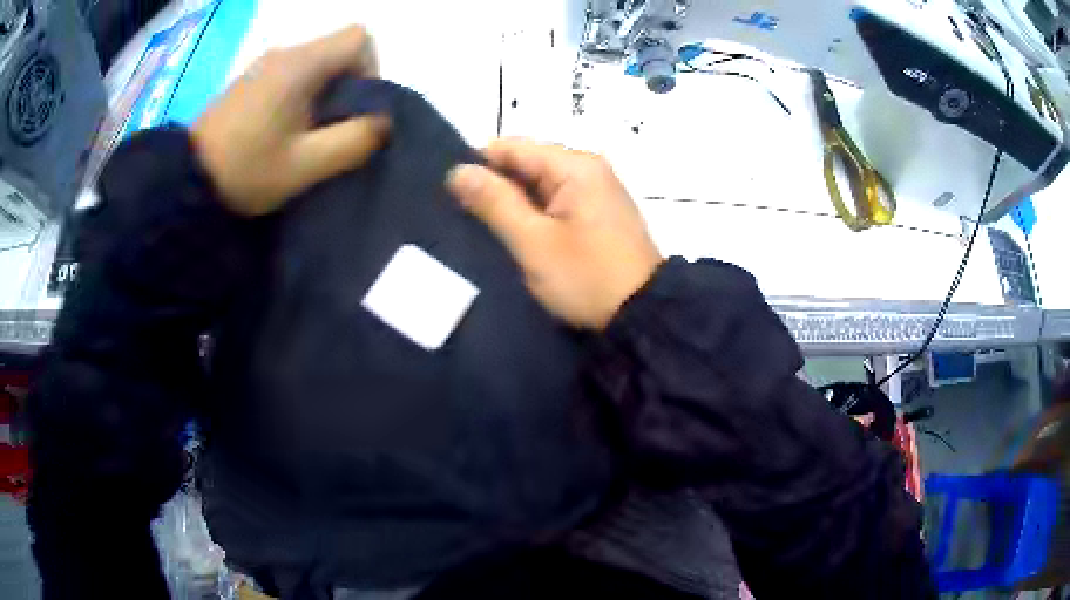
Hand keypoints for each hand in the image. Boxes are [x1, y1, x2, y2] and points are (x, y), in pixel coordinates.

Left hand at [191, 26, 389, 215]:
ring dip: (324, 92)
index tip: (356, 107)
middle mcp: (285, 52)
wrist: (186, 179)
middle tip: (333, 128)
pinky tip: (284, 129)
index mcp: (301, 64)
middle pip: (338, 49)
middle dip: (348, 85)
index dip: (370, 68)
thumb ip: (353, 141)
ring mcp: (264, 64)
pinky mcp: (251, 80)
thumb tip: (383, 123)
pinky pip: (291, 73)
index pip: (359, 37)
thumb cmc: (246, 169)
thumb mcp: (305, 165)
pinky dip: (301, 94)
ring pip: (315, 63)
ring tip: (307, 134)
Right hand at [447, 139, 662, 329]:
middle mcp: (588, 168)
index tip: (450, 192)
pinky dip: (534, 213)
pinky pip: (556, 201)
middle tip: (463, 216)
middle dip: (495, 186)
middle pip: (527, 163)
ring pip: (539, 184)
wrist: (642, 315)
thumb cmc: (586, 278)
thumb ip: (494, 202)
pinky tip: (515, 233)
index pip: (512, 146)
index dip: (478, 164)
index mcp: (575, 166)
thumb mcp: (533, 242)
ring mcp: (596, 190)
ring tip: (482, 226)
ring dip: (513, 202)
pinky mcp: (598, 212)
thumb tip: (458, 170)